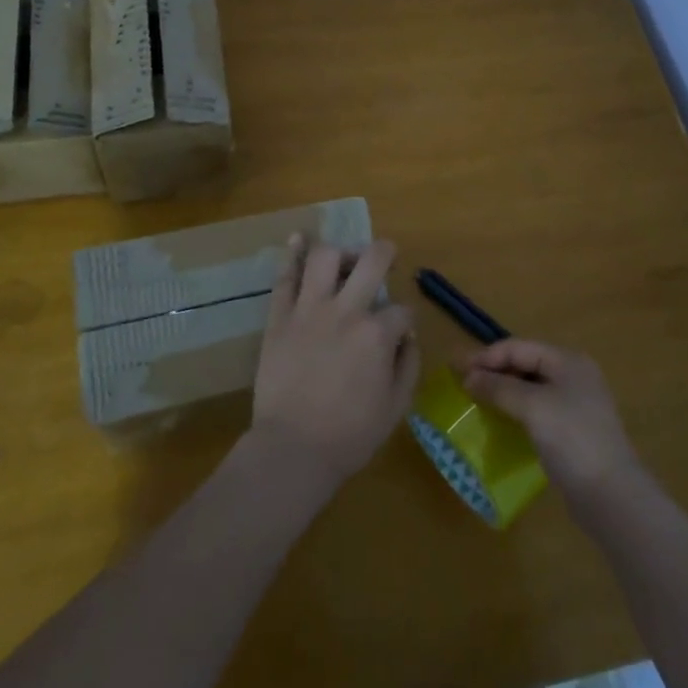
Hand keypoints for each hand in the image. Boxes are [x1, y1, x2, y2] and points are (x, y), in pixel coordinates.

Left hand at [250, 236, 419, 486]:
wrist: (293, 450)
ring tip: (344, 260)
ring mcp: (309, 310)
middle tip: (385, 257)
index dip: (404, 320)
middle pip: (372, 260)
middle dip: (384, 253)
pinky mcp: (279, 317)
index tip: (398, 334)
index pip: (401, 310)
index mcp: (377, 334)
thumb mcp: (396, 407)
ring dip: (340, 251)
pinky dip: (292, 254)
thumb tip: (407, 335)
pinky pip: (284, 277)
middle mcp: (346, 311)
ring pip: (325, 257)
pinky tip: (298, 238)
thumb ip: (408, 364)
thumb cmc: (350, 435)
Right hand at [462, 339, 640, 508]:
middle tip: (462, 382)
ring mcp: (575, 405)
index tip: (456, 368)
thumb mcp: (533, 406)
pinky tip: (499, 421)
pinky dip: (515, 410)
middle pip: (525, 364)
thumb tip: (469, 378)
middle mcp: (574, 376)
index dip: (487, 356)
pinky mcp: (572, 431)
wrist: (611, 495)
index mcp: (568, 361)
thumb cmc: (572, 439)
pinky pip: (536, 410)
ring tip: (475, 400)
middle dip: (493, 371)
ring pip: (530, 388)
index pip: (519, 347)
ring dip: (502, 391)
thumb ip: (499, 388)